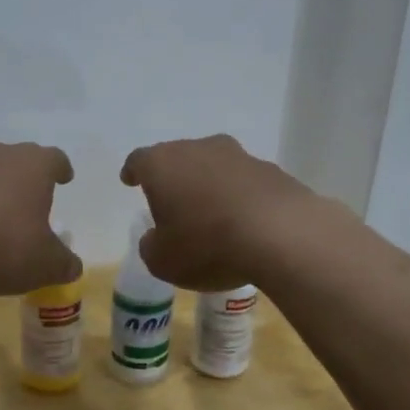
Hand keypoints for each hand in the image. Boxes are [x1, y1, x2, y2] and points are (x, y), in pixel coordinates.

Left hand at [0, 140, 80, 295]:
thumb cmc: (0, 242)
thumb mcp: (43, 264)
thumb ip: (62, 264)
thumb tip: (72, 266)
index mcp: (33, 165)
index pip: (55, 160)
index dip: (60, 170)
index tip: (63, 178)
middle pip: (15, 160)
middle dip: (20, 180)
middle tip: (23, 205)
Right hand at [119, 135, 320, 290]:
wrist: (280, 235)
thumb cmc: (206, 245)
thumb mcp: (163, 261)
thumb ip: (152, 246)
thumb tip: (157, 237)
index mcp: (163, 164)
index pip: (139, 161)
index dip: (133, 172)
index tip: (129, 180)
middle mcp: (199, 149)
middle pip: (179, 158)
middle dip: (174, 178)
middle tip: (172, 204)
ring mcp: (239, 156)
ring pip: (215, 167)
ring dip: (209, 186)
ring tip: (211, 215)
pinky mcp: (272, 171)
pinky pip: (245, 182)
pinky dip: (239, 197)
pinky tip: (244, 221)